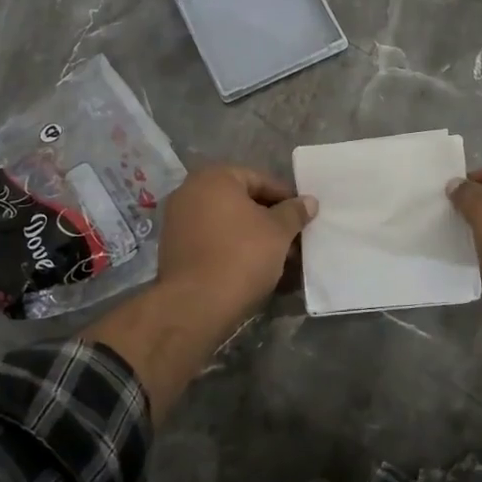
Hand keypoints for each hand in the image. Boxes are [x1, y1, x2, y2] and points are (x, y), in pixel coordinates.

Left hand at [157, 164, 317, 324]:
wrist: (196, 304)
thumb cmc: (242, 255)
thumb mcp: (278, 231)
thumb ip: (294, 212)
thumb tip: (309, 201)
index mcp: (214, 178)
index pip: (259, 180)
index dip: (285, 198)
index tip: (304, 216)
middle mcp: (189, 192)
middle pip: (241, 201)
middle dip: (270, 220)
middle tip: (294, 239)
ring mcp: (177, 221)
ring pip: (226, 223)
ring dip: (253, 236)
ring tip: (279, 258)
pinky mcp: (173, 249)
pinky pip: (212, 240)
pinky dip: (232, 248)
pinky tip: (254, 267)